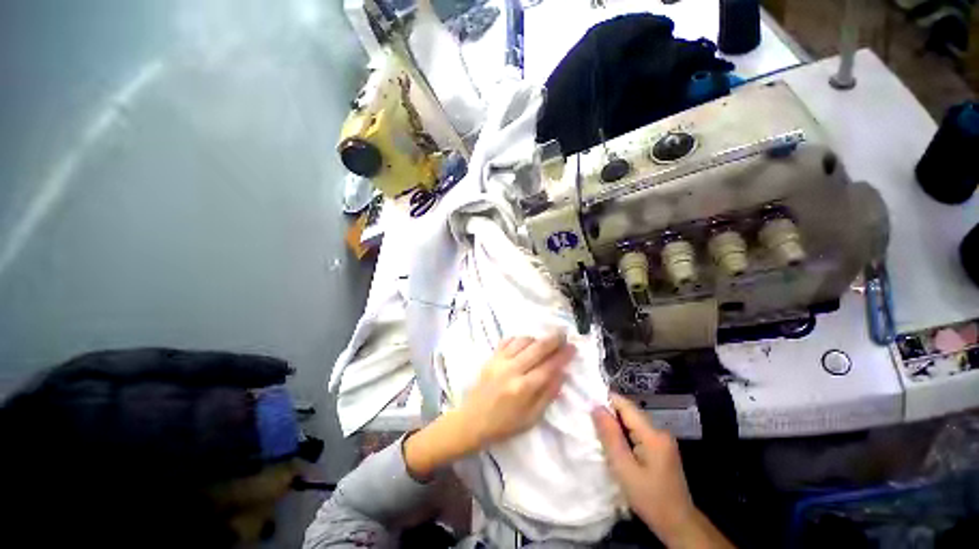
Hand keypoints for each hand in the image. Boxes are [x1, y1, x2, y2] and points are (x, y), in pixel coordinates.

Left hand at [404, 334, 573, 481]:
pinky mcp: (491, 357)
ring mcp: (500, 361)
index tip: (573, 347)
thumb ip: (548, 395)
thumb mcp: (531, 418)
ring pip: (523, 341)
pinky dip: (520, 339)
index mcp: (523, 388)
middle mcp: (512, 370)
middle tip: (564, 334)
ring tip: (545, 342)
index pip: (549, 367)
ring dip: (537, 338)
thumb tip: (562, 374)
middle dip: (553, 339)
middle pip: (537, 348)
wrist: (472, 420)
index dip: (563, 356)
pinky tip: (526, 343)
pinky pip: (508, 340)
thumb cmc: (504, 425)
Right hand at [592, 395, 733, 547]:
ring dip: (615, 426)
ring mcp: (662, 440)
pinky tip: (615, 445)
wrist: (679, 525)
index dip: (605, 401)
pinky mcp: (661, 449)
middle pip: (629, 412)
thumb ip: (610, 436)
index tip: (586, 405)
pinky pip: (638, 433)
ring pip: (633, 423)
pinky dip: (624, 435)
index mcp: (652, 434)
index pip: (625, 405)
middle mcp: (659, 431)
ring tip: (597, 432)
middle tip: (589, 422)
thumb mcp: (624, 469)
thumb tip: (596, 407)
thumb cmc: (650, 499)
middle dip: (609, 415)